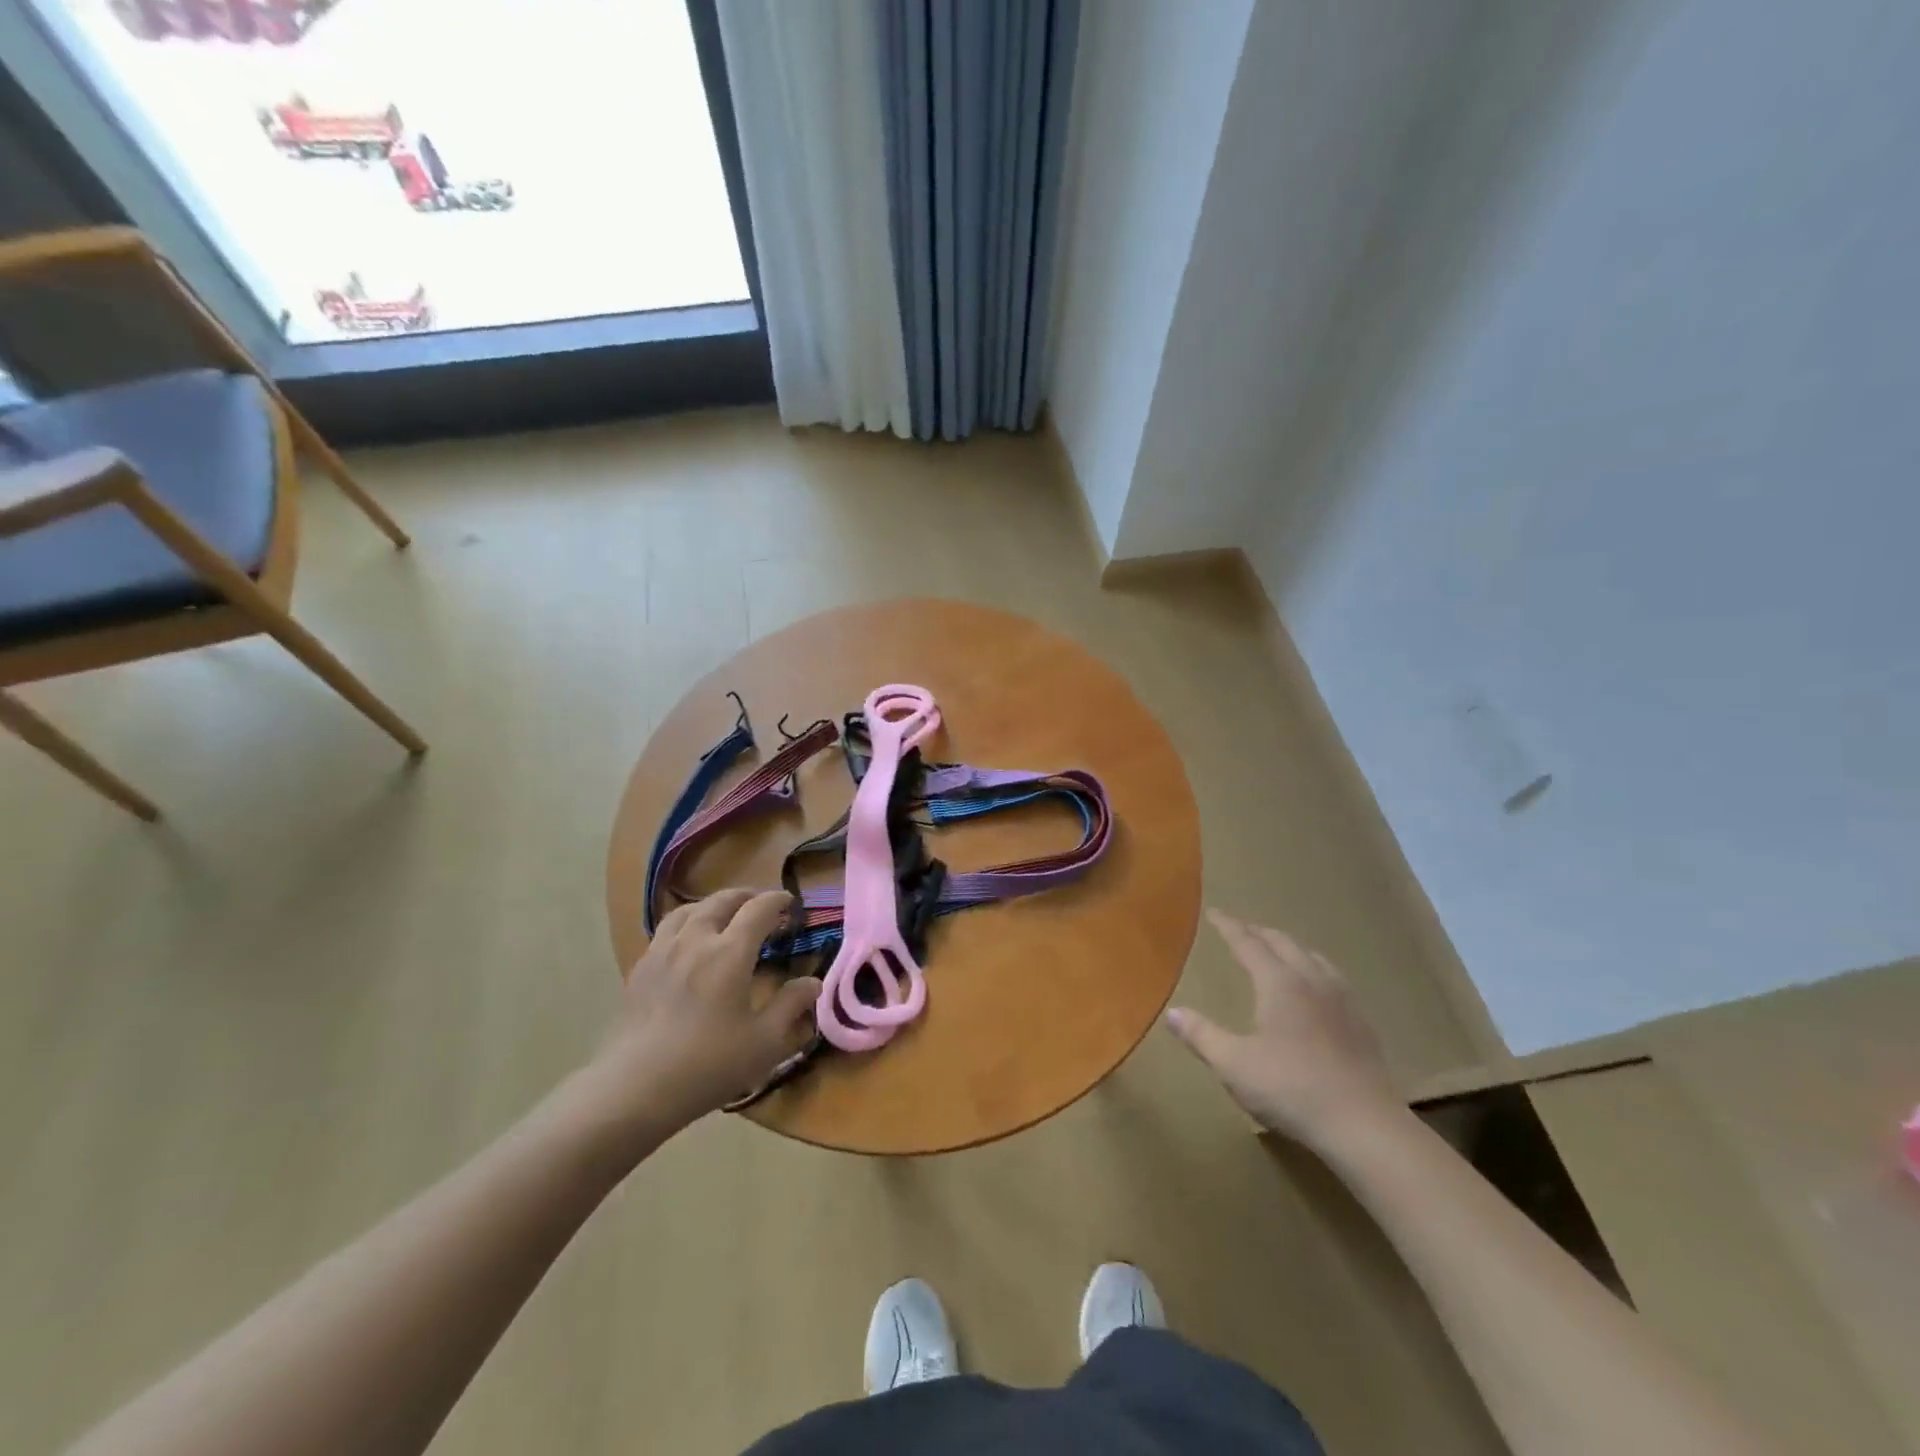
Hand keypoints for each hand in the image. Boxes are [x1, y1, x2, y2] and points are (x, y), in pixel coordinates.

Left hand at [594, 889, 820, 1132]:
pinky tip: (687, 945)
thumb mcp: (764, 1042)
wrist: (634, 1088)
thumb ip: (791, 1006)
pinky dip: (686, 924)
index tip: (791, 903)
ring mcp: (662, 951)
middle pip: (722, 900)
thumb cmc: (708, 1065)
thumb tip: (812, 982)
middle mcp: (696, 939)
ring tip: (723, 916)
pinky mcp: (640, 969)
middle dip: (746, 896)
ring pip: (689, 910)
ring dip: (713, 905)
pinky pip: (665, 930)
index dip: (777, 900)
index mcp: (730, 952)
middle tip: (761, 905)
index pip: (759, 909)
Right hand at [1166, 909, 1403, 1151]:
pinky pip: (1333, 979)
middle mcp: (1312, 981)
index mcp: (1279, 983)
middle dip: (1259, 932)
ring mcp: (1342, 1001)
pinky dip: (1314, 969)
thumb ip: (1201, 1035)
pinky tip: (1316, 990)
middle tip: (1241, 929)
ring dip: (1290, 948)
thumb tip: (1171, 1013)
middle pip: (1284, 943)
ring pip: (1313, 958)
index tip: (1213, 913)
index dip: (1229, 927)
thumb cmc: (1291, 1089)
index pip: (1248, 943)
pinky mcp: (1362, 1024)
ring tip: (1278, 951)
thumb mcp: (1234, 1065)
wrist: (1364, 1126)